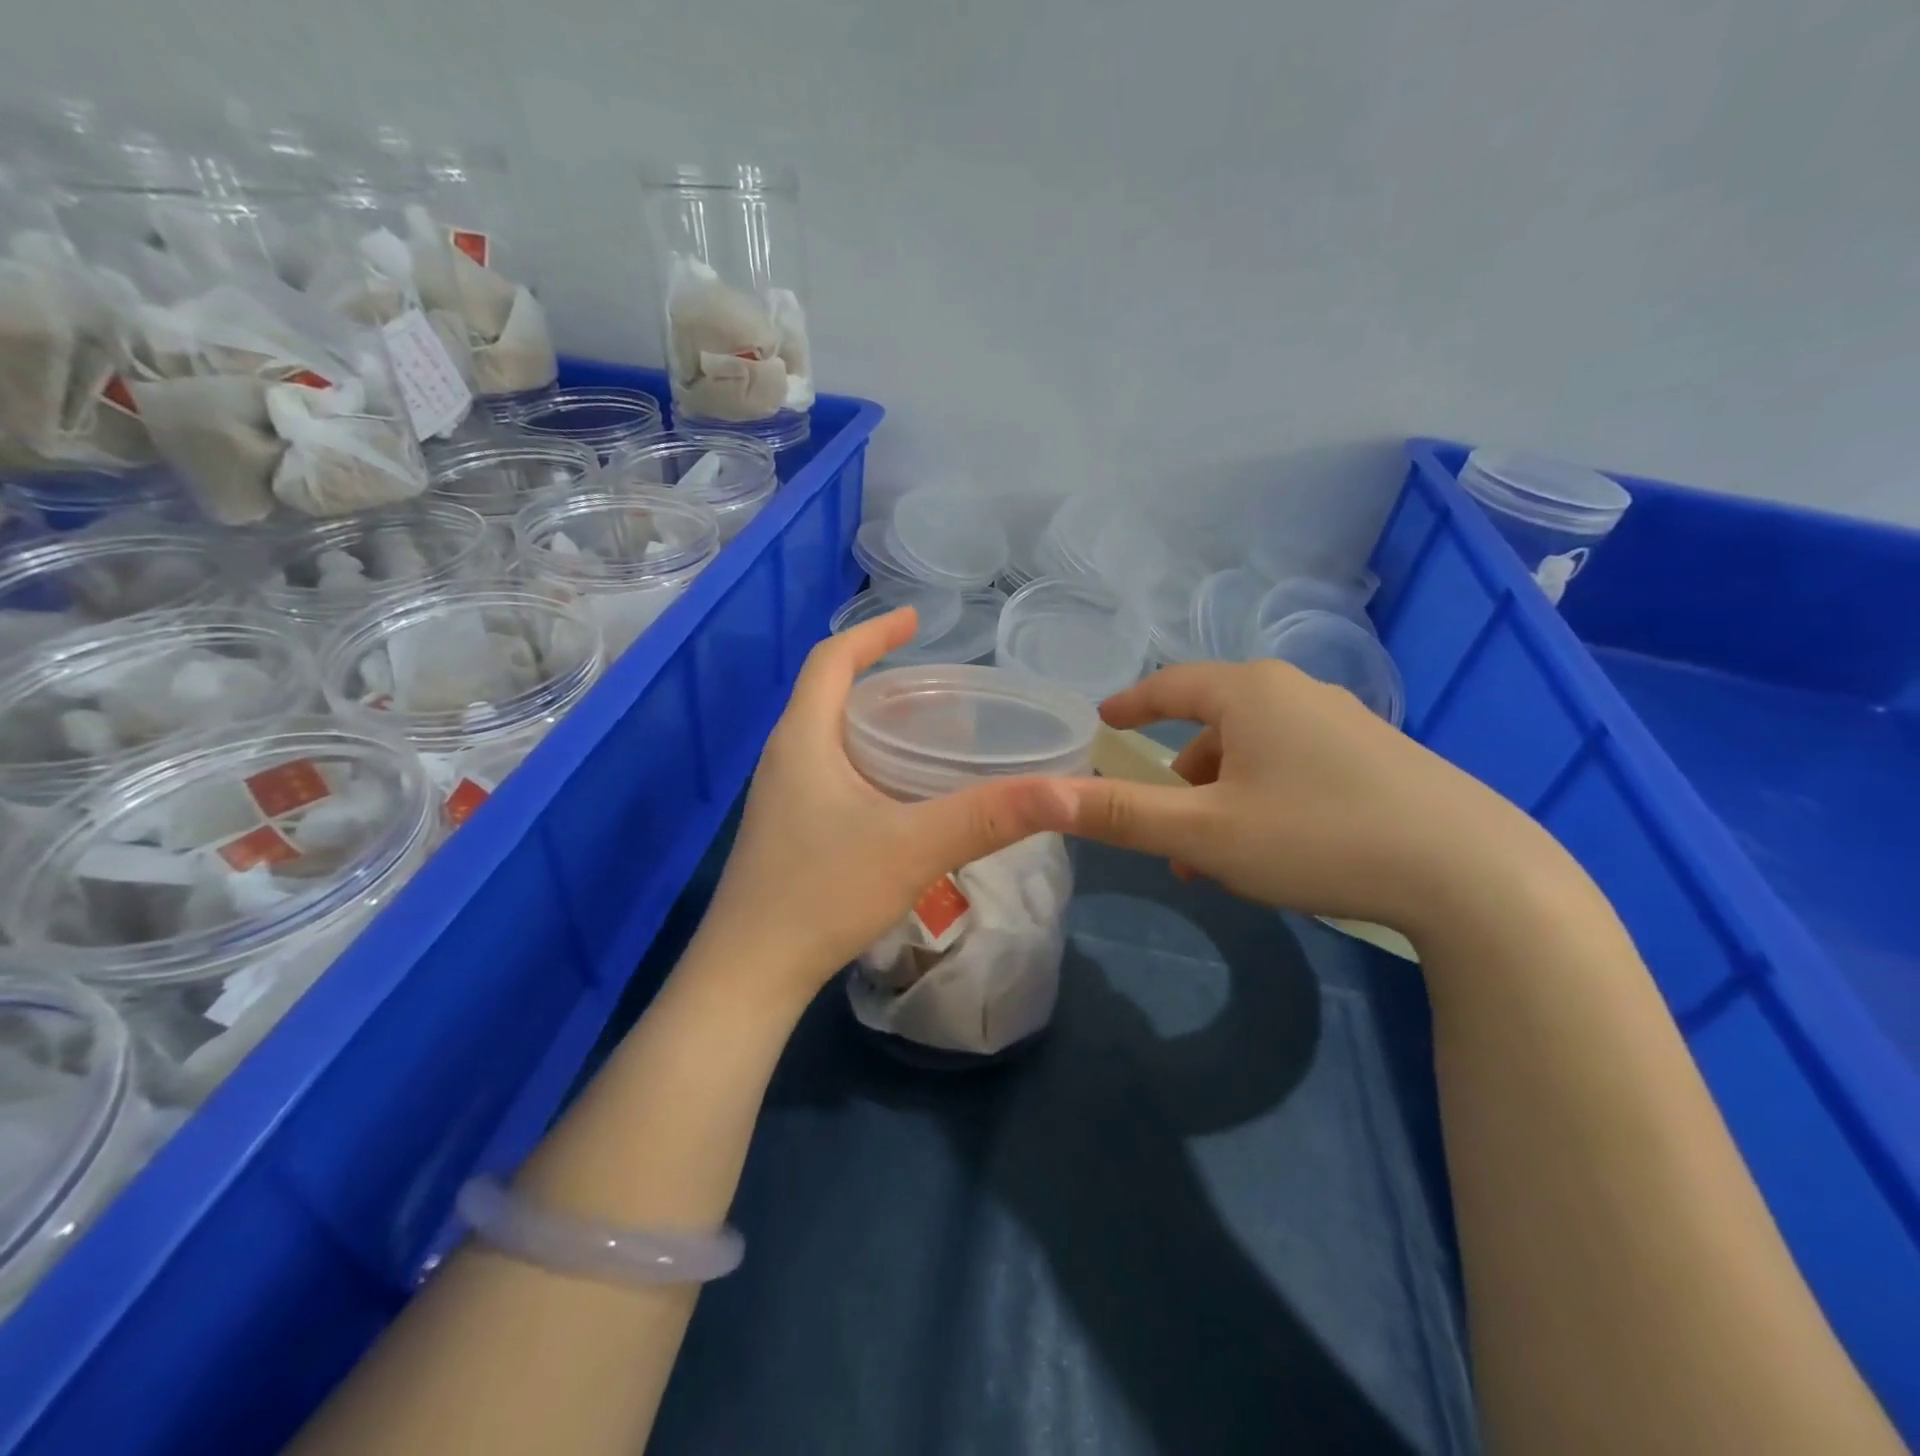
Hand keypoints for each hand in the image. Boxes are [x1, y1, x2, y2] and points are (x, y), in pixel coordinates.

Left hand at [695, 606, 1078, 1002]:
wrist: (749, 975)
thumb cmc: (822, 894)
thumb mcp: (914, 848)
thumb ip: (989, 817)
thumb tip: (1065, 790)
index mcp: (803, 739)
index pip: (831, 660)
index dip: (873, 632)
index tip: (916, 620)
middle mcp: (784, 758)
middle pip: (830, 695)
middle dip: (882, 679)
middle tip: (939, 689)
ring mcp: (781, 798)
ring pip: (830, 738)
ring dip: (875, 724)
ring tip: (929, 735)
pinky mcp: (786, 832)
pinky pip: (831, 774)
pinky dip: (868, 763)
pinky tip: (902, 796)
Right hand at [1063, 660, 1575, 936]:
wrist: (1473, 873)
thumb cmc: (1317, 838)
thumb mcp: (1205, 834)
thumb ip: (1121, 814)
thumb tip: (1041, 796)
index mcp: (1250, 694)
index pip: (1170, 684)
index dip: (1131, 704)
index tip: (1103, 720)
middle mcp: (1297, 694)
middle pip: (1214, 723)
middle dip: (1180, 775)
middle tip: (1163, 825)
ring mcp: (1345, 723)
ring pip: (1256, 751)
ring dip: (1222, 795)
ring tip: (1215, 857)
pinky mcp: (1379, 758)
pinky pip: (1295, 766)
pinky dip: (1264, 797)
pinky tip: (1274, 848)